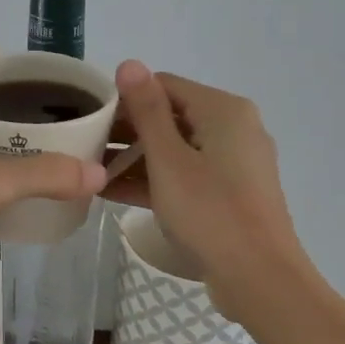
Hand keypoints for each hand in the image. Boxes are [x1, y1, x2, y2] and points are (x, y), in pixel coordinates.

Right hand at [106, 60, 308, 294]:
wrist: (260, 280)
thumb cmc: (210, 212)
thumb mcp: (168, 159)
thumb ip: (147, 110)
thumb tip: (129, 62)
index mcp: (223, 110)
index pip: (163, 85)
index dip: (124, 98)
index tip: (90, 118)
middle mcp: (233, 128)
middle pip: (170, 116)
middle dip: (127, 130)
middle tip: (84, 146)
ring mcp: (233, 163)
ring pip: (175, 148)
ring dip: (135, 157)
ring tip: (91, 169)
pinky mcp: (229, 193)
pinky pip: (185, 174)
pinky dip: (154, 179)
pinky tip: (112, 191)